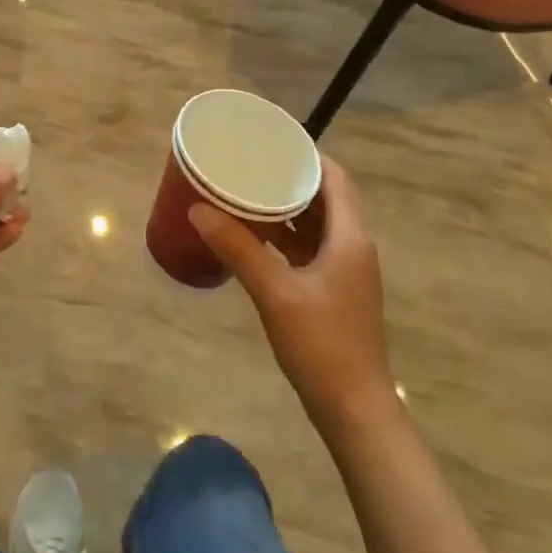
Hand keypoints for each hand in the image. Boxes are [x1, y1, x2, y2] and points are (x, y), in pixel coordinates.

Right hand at [190, 157, 393, 431]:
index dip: (306, 155)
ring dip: (286, 209)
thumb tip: (197, 209)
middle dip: (288, 180)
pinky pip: (310, 249)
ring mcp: (345, 270)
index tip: (270, 143)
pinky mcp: (334, 291)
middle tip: (249, 166)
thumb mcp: (275, 293)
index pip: (334, 177)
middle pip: (324, 198)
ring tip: (246, 194)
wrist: (354, 409)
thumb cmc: (322, 345)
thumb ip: (238, 248)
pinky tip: (255, 237)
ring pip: (316, 225)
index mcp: (350, 236)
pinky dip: (286, 237)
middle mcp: (353, 246)